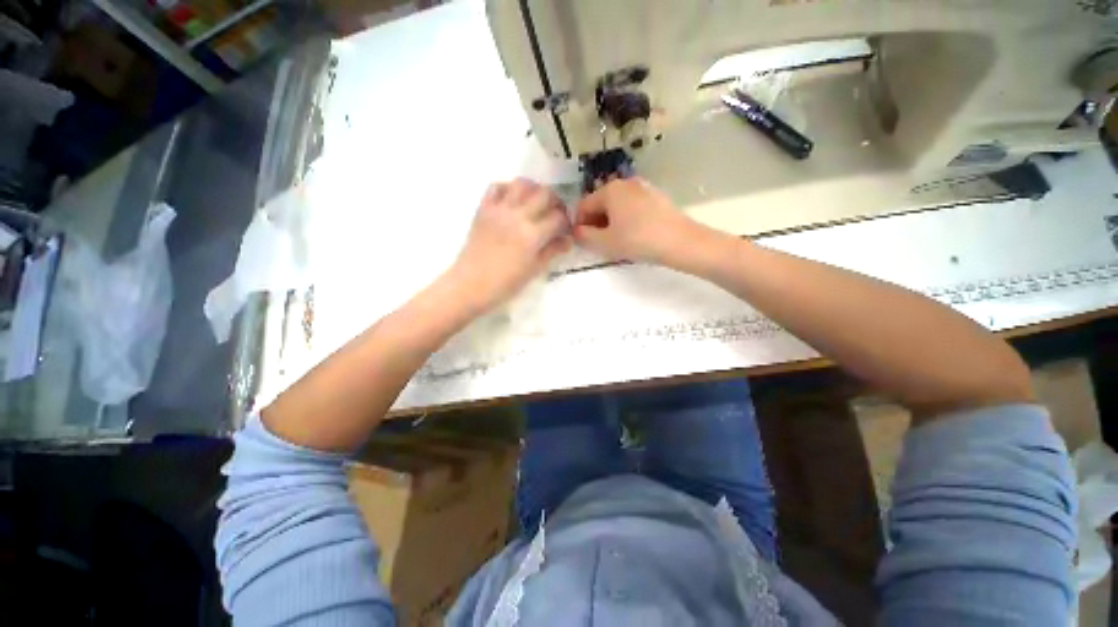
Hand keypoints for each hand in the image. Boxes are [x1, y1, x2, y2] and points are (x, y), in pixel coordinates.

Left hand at [448, 179, 570, 312]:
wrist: (471, 284)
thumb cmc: (505, 283)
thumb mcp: (534, 269)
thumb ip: (552, 251)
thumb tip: (568, 240)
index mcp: (532, 235)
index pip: (558, 218)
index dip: (566, 222)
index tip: (565, 229)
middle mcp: (517, 216)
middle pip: (544, 193)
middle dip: (555, 202)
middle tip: (554, 214)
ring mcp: (499, 209)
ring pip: (522, 184)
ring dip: (533, 190)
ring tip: (535, 203)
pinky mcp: (483, 209)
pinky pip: (496, 186)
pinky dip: (508, 189)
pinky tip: (512, 201)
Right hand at [573, 178, 704, 266]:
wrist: (680, 242)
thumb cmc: (638, 240)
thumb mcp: (605, 242)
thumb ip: (584, 236)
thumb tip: (577, 231)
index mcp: (610, 190)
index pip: (583, 205)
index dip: (579, 225)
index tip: (582, 242)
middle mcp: (625, 183)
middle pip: (600, 203)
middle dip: (595, 223)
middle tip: (598, 243)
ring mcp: (643, 188)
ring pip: (617, 206)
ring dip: (610, 222)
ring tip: (616, 241)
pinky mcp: (656, 197)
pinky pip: (632, 207)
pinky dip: (625, 219)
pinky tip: (632, 235)